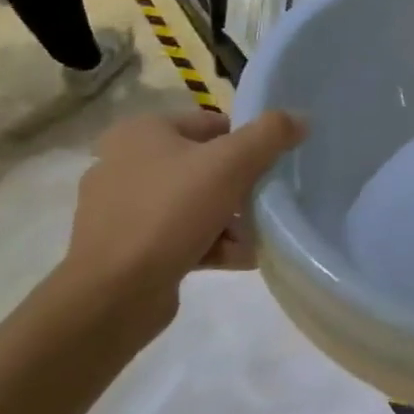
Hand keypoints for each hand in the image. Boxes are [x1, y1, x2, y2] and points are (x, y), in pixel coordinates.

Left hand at [48, 109, 303, 347]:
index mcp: (141, 132)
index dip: (247, 143)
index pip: (212, 124)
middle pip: (206, 166)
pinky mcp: (125, 247)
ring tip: (255, 239)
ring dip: (230, 220)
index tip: (270, 168)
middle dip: (240, 189)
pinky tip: (238, 259)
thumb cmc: (171, 213)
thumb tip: (300, 119)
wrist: (113, 295)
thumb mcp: (232, 164)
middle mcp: (124, 163)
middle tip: (265, 205)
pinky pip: (179, 235)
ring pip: (195, 203)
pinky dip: (210, 243)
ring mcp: (121, 208)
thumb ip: (271, 134)